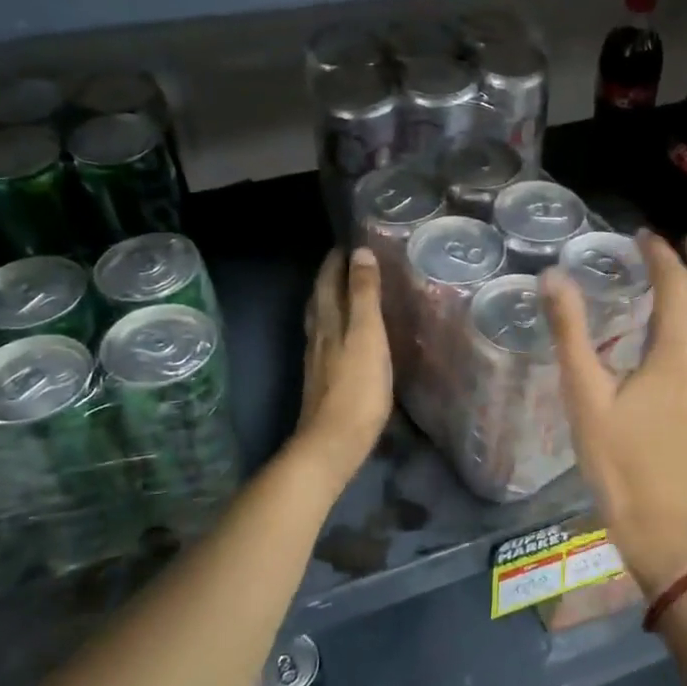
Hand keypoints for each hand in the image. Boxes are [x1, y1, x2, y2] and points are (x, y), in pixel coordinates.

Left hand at [294, 247, 392, 480]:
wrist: (332, 442)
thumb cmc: (357, 388)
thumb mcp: (368, 335)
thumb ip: (365, 295)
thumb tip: (360, 252)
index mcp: (329, 321)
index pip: (328, 281)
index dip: (335, 261)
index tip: (348, 243)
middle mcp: (318, 336)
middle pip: (320, 299)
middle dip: (330, 278)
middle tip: (346, 262)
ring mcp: (317, 360)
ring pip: (320, 320)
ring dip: (329, 301)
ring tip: (344, 293)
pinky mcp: (322, 381)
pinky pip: (326, 341)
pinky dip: (334, 326)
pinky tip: (343, 336)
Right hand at [541, 232, 686, 597]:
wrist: (655, 518)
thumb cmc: (614, 457)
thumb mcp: (584, 393)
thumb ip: (570, 332)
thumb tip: (552, 278)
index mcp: (678, 355)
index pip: (676, 286)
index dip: (660, 255)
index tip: (641, 236)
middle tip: (684, 241)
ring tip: (685, 274)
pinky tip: (686, 326)